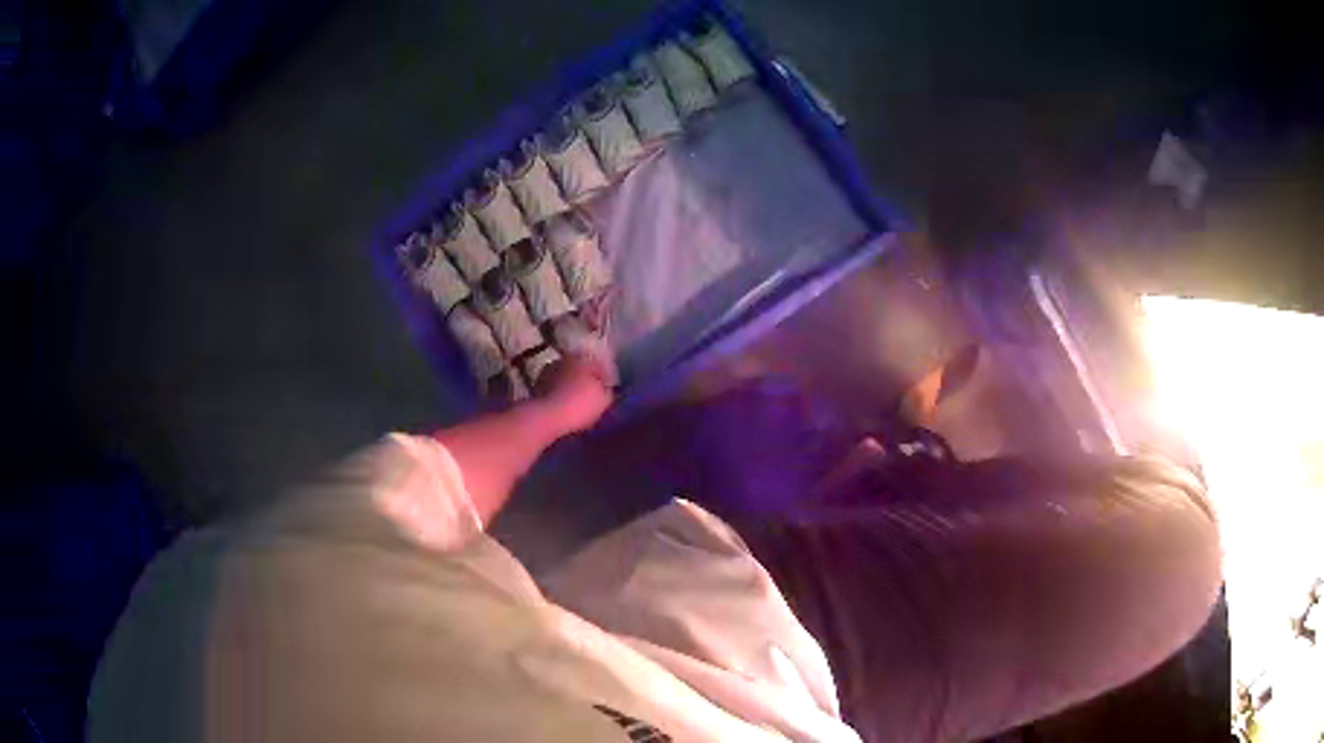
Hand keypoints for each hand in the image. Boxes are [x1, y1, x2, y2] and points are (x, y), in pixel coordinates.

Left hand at [532, 354, 612, 434]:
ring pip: (565, 379)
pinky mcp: (536, 387)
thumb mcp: (604, 399)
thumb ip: (607, 391)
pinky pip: (555, 390)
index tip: (609, 391)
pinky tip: (565, 408)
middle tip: (593, 396)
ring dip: (571, 388)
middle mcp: (563, 360)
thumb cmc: (580, 404)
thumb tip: (606, 390)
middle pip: (580, 370)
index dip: (605, 379)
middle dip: (586, 381)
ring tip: (578, 404)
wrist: (546, 417)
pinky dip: (560, 396)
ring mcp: (547, 372)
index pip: (599, 365)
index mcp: (582, 357)